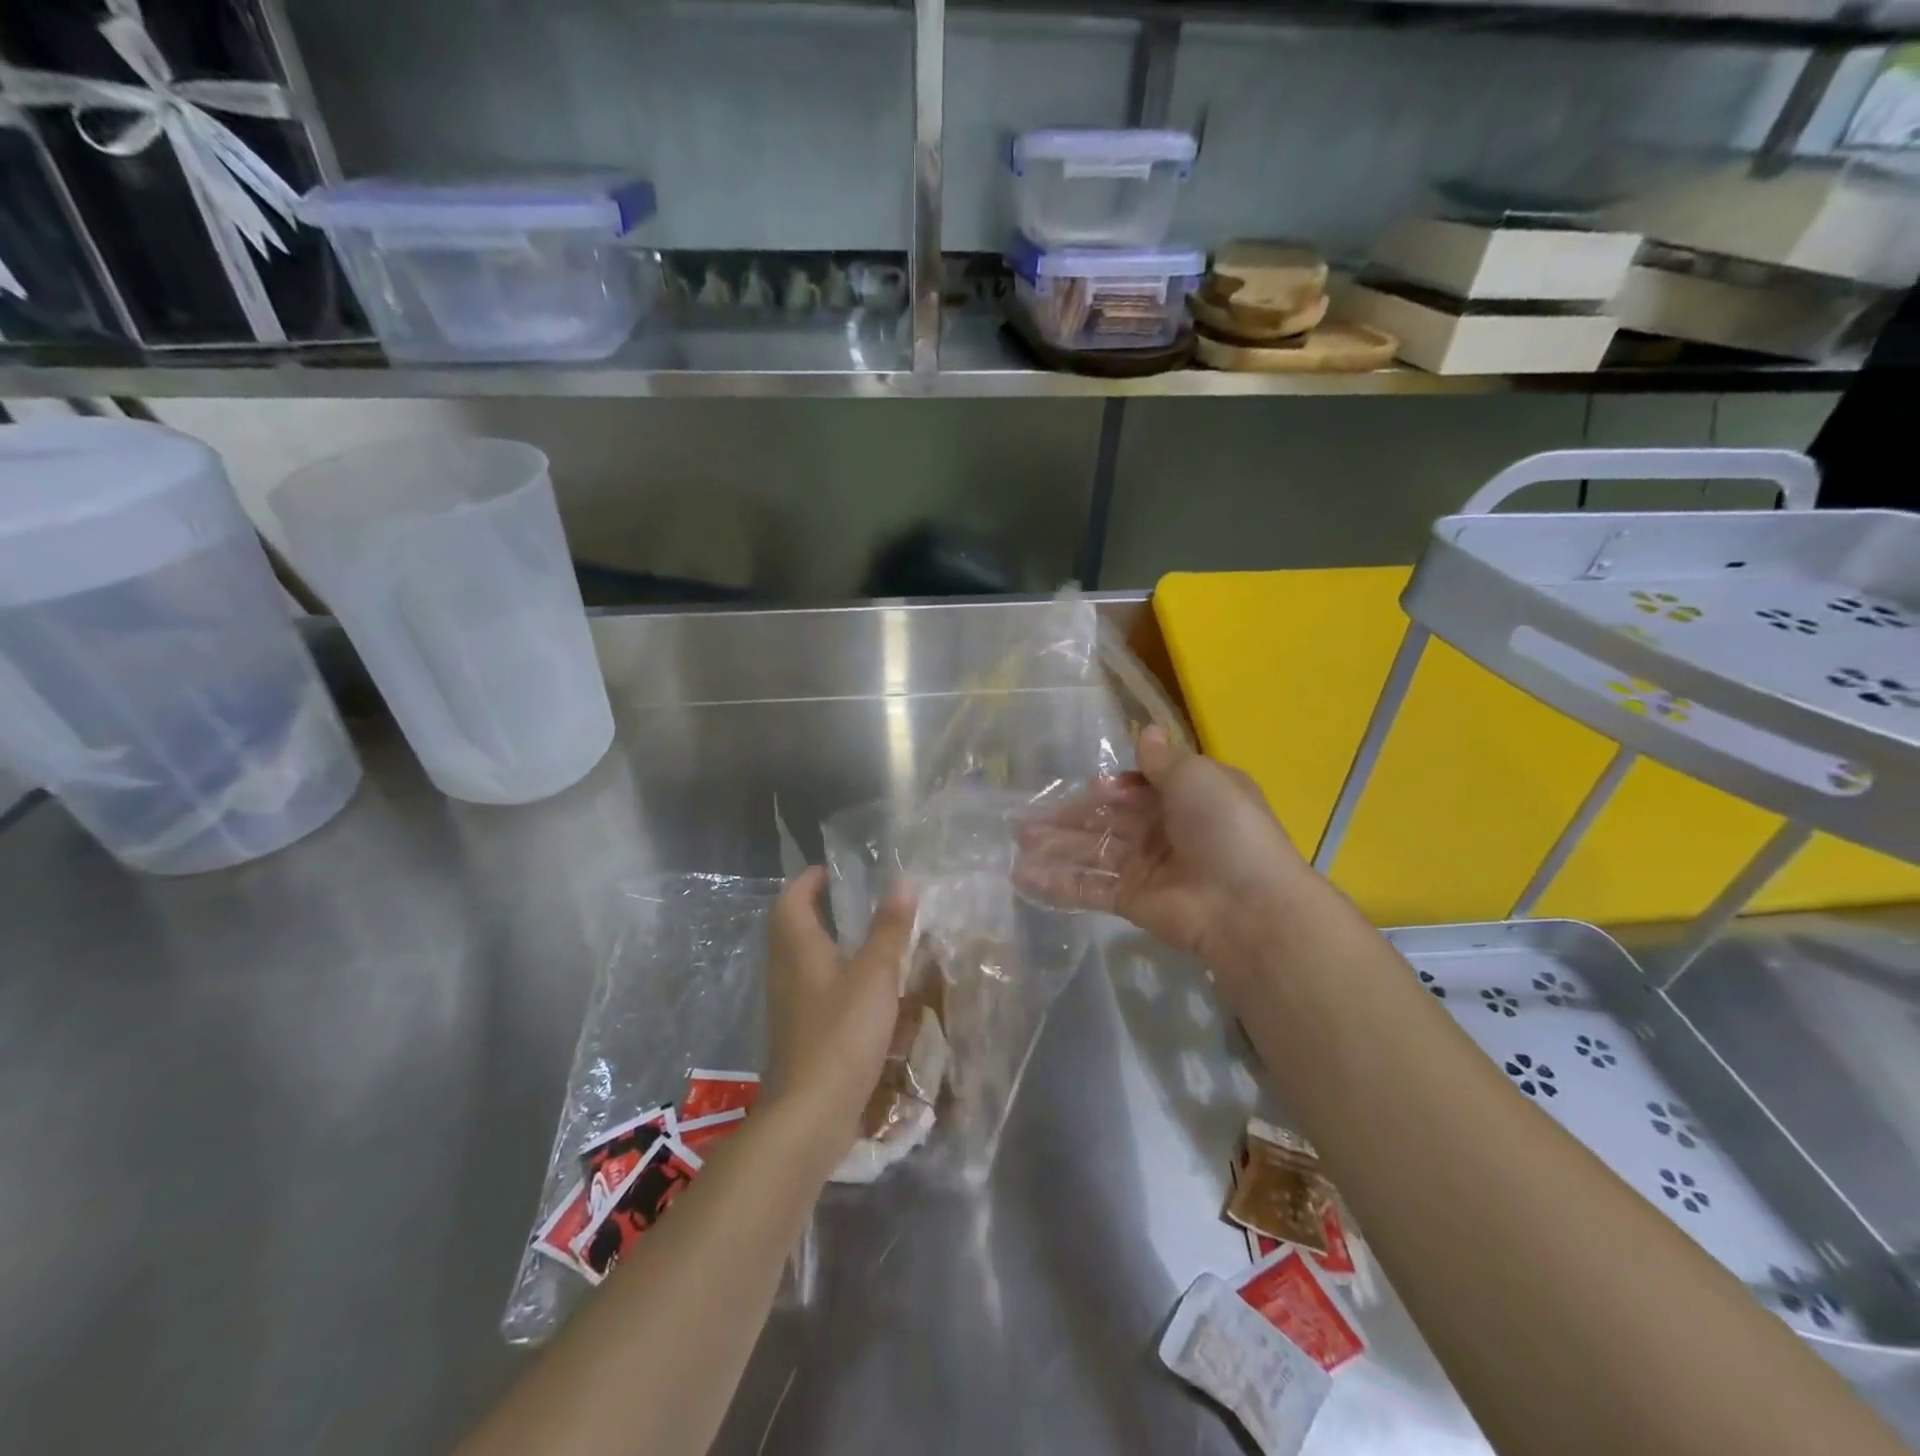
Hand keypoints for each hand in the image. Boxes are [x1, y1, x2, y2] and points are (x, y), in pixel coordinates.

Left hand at [764, 866, 917, 1164]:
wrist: (809, 1115)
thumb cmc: (841, 1034)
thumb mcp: (875, 976)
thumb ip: (889, 930)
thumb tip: (902, 881)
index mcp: (798, 950)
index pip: (791, 901)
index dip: (807, 881)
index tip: (829, 869)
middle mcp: (785, 973)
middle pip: (789, 929)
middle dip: (813, 909)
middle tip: (846, 898)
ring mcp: (788, 1007)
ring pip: (800, 961)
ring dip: (822, 943)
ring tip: (858, 937)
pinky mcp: (798, 1035)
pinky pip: (810, 990)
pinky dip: (830, 977)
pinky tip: (858, 990)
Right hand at [1014, 727, 1306, 972]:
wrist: (1245, 904)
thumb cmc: (1224, 827)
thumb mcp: (1197, 777)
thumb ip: (1162, 760)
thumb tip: (1146, 731)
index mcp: (1186, 797)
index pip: (1137, 788)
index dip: (1111, 789)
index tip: (1091, 790)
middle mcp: (1164, 830)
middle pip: (1107, 820)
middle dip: (1067, 818)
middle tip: (1024, 820)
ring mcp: (1146, 867)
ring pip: (1093, 852)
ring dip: (1056, 848)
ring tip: (1016, 844)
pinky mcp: (1132, 901)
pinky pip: (1090, 887)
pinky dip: (1059, 883)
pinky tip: (1024, 877)